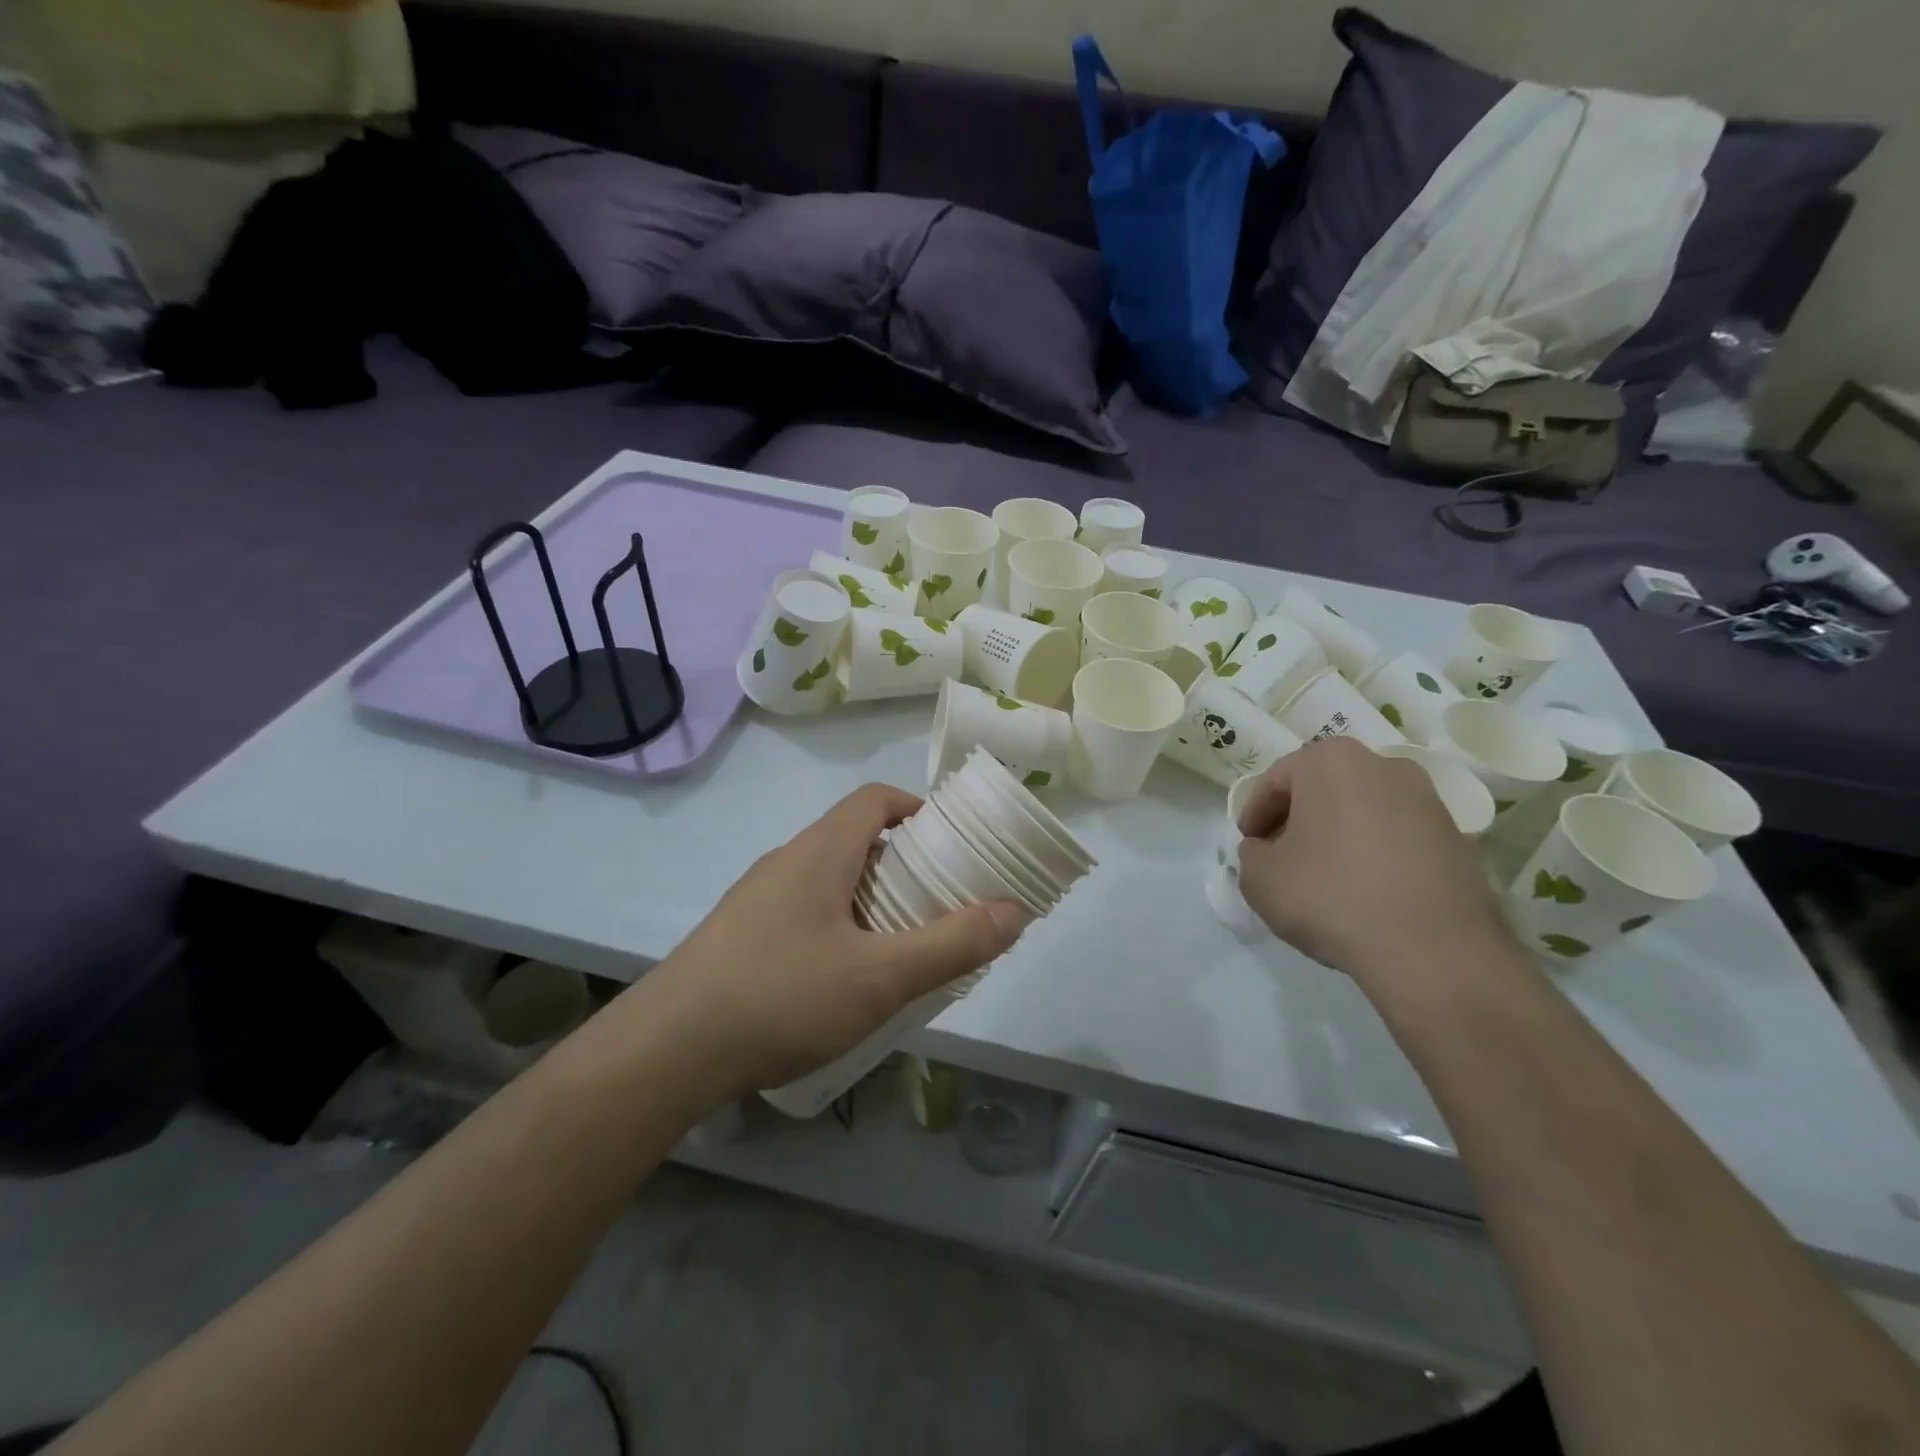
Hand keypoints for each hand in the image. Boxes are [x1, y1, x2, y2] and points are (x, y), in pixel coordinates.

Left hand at [644, 784, 1028, 1095]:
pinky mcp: (737, 935)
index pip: (874, 799)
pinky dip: (835, 925)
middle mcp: (785, 861)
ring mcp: (755, 898)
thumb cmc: (782, 996)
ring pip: (826, 878)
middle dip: (902, 862)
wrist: (667, 1052)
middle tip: (938, 902)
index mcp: (821, 851)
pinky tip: (841, 980)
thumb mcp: (881, 977)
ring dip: (868, 898)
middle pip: (853, 838)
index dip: (917, 809)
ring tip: (899, 945)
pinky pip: (800, 911)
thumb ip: (953, 944)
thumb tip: (1015, 911)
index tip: (952, 842)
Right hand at [1235, 738, 1511, 986]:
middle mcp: (1383, 764)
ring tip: (1324, 879)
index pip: (1275, 781)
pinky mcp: (1456, 836)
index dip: (1254, 815)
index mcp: (1331, 761)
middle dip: (1297, 820)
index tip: (1249, 846)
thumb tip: (1269, 851)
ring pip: (1361, 810)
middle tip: (1281, 859)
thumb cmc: (1331, 896)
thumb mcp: (1259, 878)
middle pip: (1322, 789)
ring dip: (1337, 836)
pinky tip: (1364, 892)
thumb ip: (1251, 854)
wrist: (1433, 950)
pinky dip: (1373, 854)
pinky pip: (1396, 836)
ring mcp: (1427, 799)